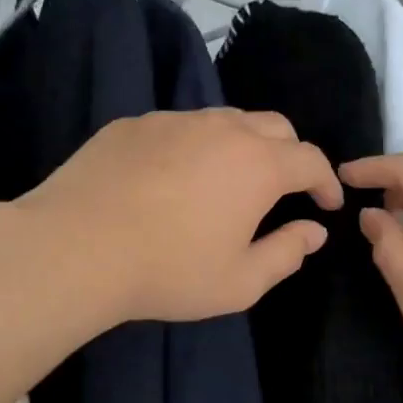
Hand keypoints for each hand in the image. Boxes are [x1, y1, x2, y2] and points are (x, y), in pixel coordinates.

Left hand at [25, 108, 341, 323]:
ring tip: (230, 180)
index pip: (311, 160)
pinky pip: (179, 127)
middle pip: (275, 126)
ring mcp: (173, 121)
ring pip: (225, 120)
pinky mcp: (132, 125)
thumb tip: (314, 231)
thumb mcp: (240, 282)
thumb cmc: (168, 271)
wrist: (75, 248)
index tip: (327, 205)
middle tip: (285, 188)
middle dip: (291, 154)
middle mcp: (221, 129)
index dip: (326, 182)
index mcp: (257, 165)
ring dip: (243, 145)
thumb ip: (286, 254)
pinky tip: (174, 178)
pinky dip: (194, 146)